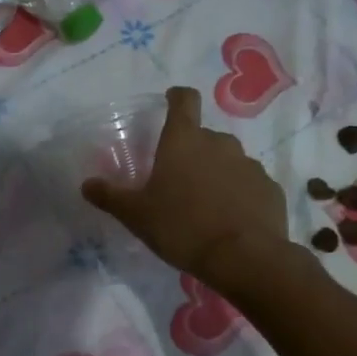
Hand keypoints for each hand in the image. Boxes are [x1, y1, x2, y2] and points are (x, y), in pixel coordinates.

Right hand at [82, 85, 287, 280]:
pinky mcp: (270, 188)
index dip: (176, 97)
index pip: (184, 100)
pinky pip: (248, 185)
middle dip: (192, 152)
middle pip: (203, 136)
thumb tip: (86, 184)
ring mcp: (249, 164)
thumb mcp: (136, 215)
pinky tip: (230, 220)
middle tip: (178, 180)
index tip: (170, 101)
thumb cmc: (182, 227)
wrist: (244, 258)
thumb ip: (110, 196)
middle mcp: (220, 143)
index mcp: (184, 141)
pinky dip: (238, 195)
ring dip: (216, 174)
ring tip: (204, 205)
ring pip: (228, 161)